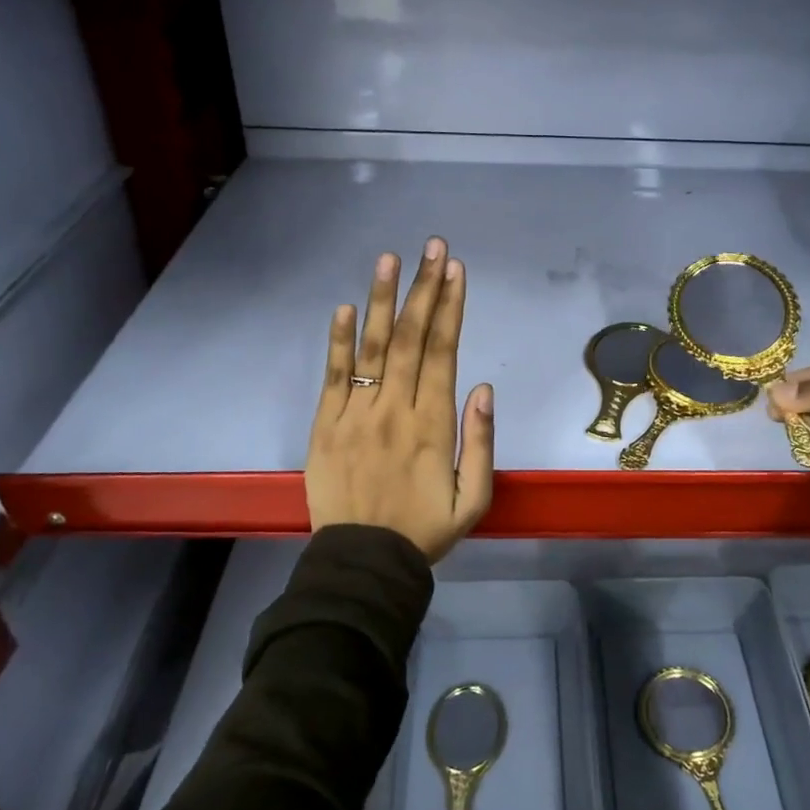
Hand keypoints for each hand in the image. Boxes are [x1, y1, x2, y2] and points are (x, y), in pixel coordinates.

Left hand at [306, 236, 493, 561]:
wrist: (363, 562)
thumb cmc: (425, 530)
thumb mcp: (474, 499)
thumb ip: (481, 442)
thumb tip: (484, 387)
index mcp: (433, 424)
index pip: (443, 352)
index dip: (450, 308)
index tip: (455, 271)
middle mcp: (395, 408)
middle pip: (411, 338)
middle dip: (424, 289)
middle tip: (432, 248)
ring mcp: (356, 414)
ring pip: (372, 348)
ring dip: (382, 301)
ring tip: (389, 260)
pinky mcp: (325, 426)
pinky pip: (332, 377)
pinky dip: (337, 342)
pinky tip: (344, 308)